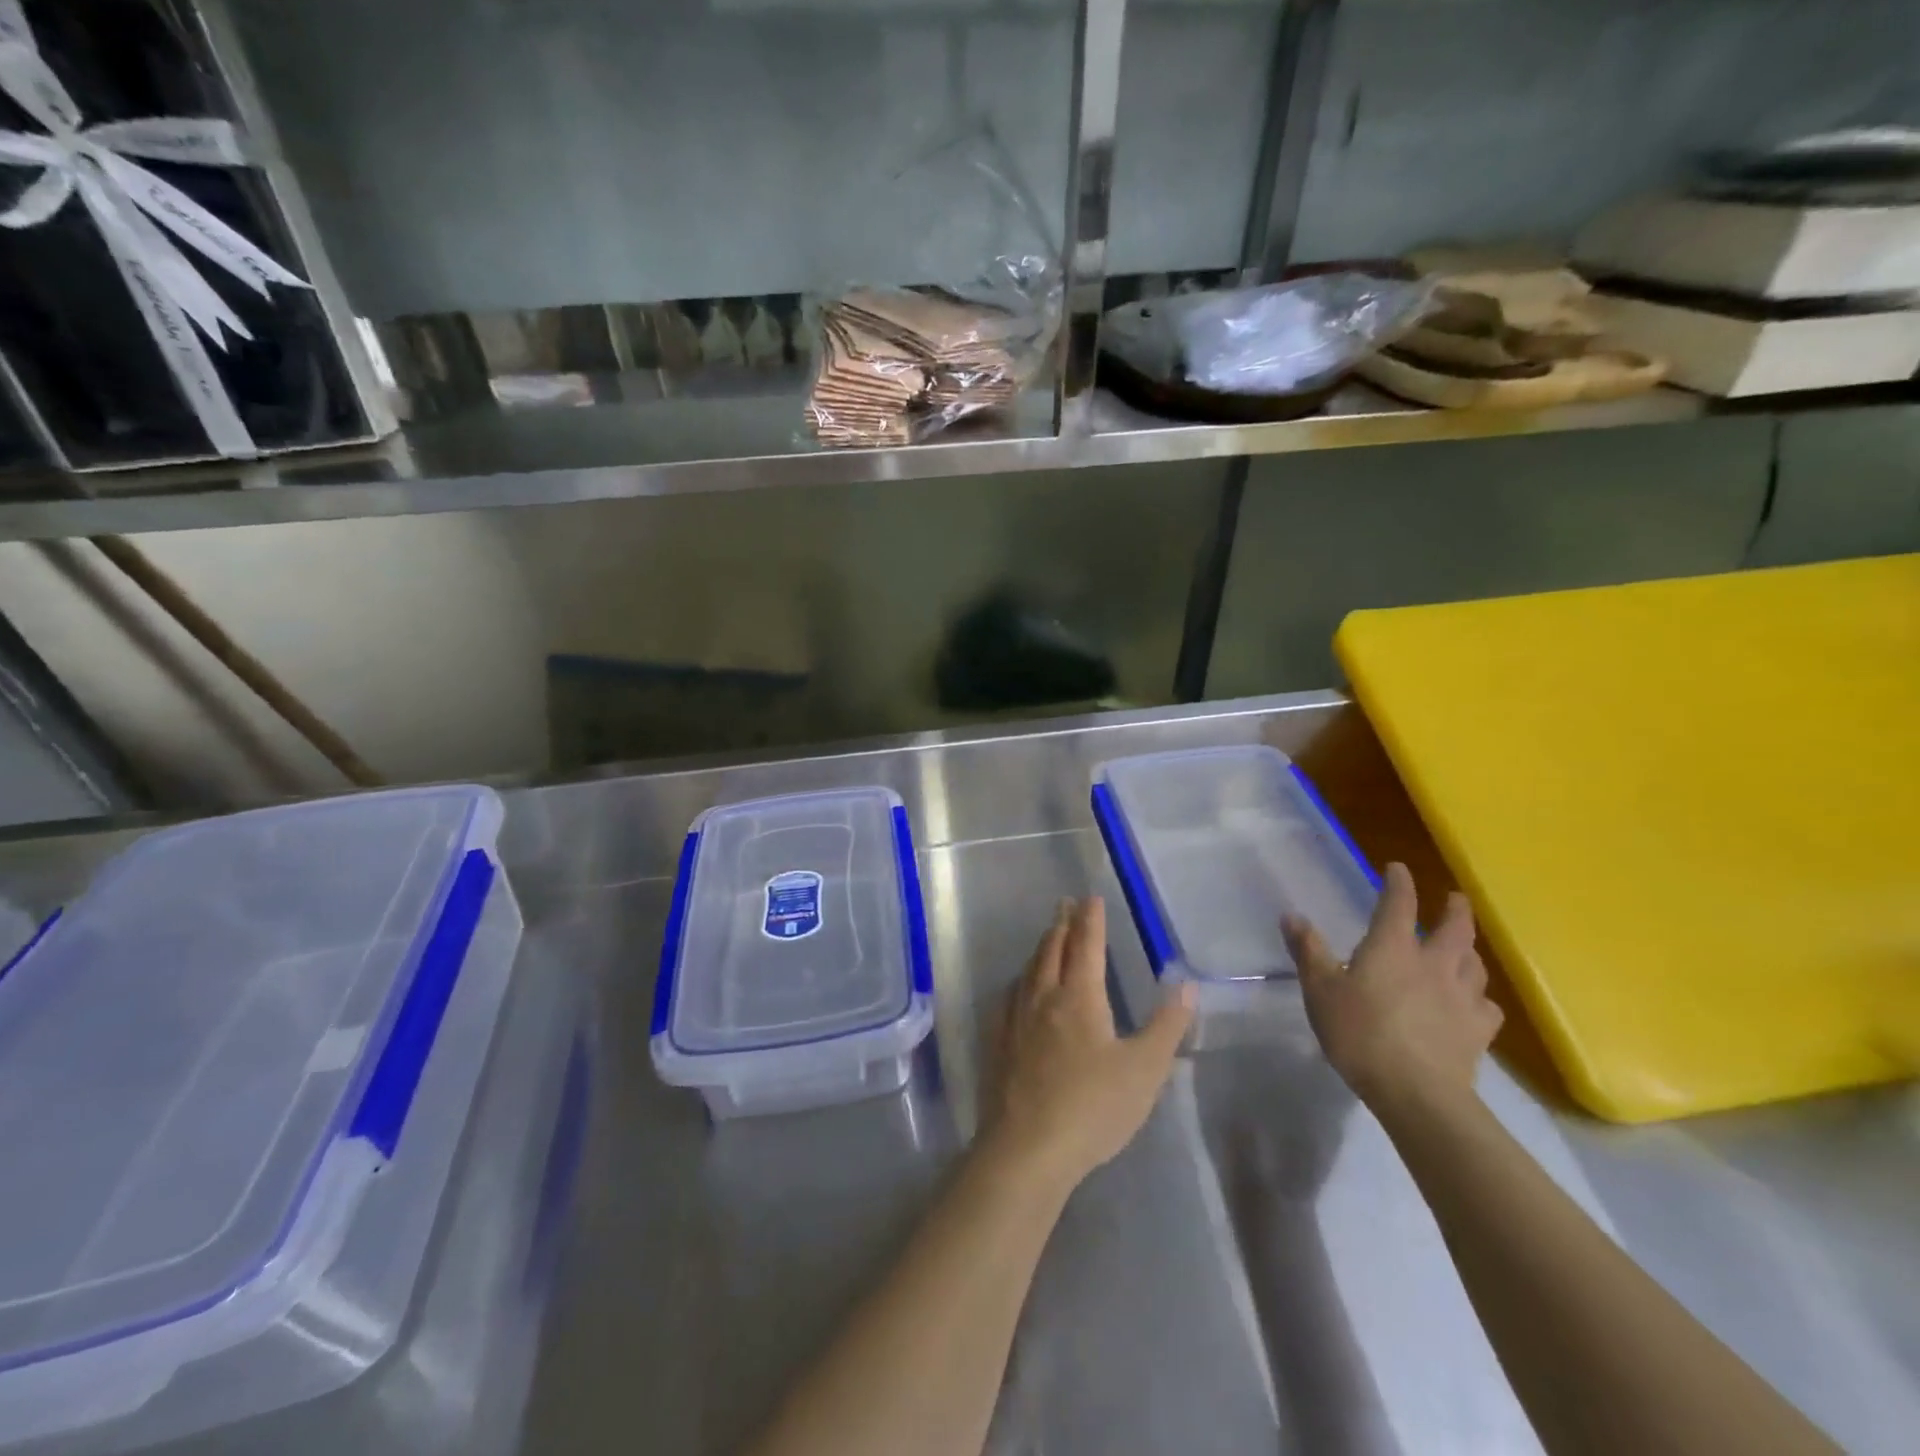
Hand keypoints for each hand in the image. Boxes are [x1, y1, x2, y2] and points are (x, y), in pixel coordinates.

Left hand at [980, 897, 1194, 1192]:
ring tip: (1048, 937)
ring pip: (1029, 969)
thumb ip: (1166, 1026)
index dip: (1090, 919)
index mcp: (1079, 997)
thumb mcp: (1144, 1069)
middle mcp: (1043, 997)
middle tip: (1066, 904)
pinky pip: (1011, 995)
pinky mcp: (999, 1042)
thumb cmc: (1093, 1107)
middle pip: (1052, 949)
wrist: (1028, 1147)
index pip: (1086, 945)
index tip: (1091, 897)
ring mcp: (1016, 1019)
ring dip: (1042, 947)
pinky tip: (1020, 987)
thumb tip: (1186, 984)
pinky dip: (1022, 978)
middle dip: (1062, 924)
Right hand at [1282, 862, 1502, 1114]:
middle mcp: (1434, 963)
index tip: (1398, 869)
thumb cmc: (1360, 1033)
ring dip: (1469, 950)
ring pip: (1475, 963)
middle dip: (1455, 908)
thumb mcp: (1320, 989)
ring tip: (1464, 948)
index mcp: (1393, 947)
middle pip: (1455, 928)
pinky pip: (1486, 1005)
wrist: (1416, 1092)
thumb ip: (1308, 951)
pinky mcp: (1478, 1030)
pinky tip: (1474, 1003)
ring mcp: (1462, 996)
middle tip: (1455, 898)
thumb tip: (1291, 915)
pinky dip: (1480, 997)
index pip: (1399, 903)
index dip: (1399, 883)